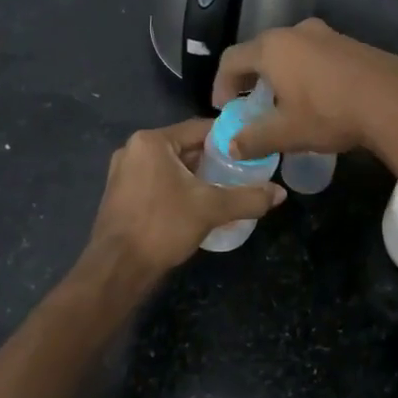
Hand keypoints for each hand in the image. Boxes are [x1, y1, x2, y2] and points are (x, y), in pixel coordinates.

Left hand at [82, 120, 283, 291]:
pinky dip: (177, 188)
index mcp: (152, 141)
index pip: (199, 128)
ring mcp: (122, 172)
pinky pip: (157, 181)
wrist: (117, 269)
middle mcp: (133, 149)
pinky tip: (196, 206)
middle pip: (184, 147)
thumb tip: (280, 193)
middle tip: (241, 172)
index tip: (251, 150)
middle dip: (213, 160)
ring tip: (224, 190)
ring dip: (195, 176)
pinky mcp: (120, 195)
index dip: (228, 139)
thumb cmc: (162, 226)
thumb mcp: (211, 209)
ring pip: (170, 166)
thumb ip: (248, 198)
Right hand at [211, 18, 397, 160]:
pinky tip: (318, 98)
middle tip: (250, 104)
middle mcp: (296, 32)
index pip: (232, 59)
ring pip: (291, 51)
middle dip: (251, 77)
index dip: (221, 83)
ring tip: (284, 103)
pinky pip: (316, 55)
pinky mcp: (351, 44)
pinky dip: (306, 72)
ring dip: (280, 74)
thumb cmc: (329, 113)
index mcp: (272, 48)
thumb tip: (232, 146)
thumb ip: (253, 139)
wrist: (393, 101)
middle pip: (261, 50)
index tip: (224, 107)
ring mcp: (327, 34)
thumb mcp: (286, 132)